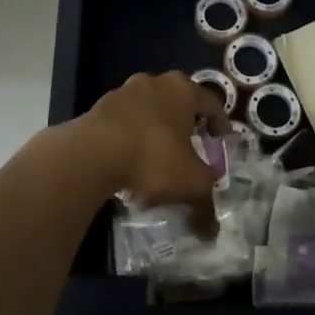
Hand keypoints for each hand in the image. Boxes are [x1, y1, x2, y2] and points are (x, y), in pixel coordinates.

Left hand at [73, 71, 230, 232]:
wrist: (92, 154)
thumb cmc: (153, 157)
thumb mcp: (190, 185)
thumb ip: (205, 205)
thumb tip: (211, 232)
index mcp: (183, 91)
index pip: (211, 104)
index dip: (220, 123)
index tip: (223, 140)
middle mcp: (155, 82)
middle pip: (178, 102)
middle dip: (185, 124)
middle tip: (192, 146)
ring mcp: (123, 92)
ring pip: (148, 111)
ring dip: (155, 130)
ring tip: (158, 158)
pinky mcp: (99, 108)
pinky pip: (124, 122)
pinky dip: (131, 137)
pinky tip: (130, 163)